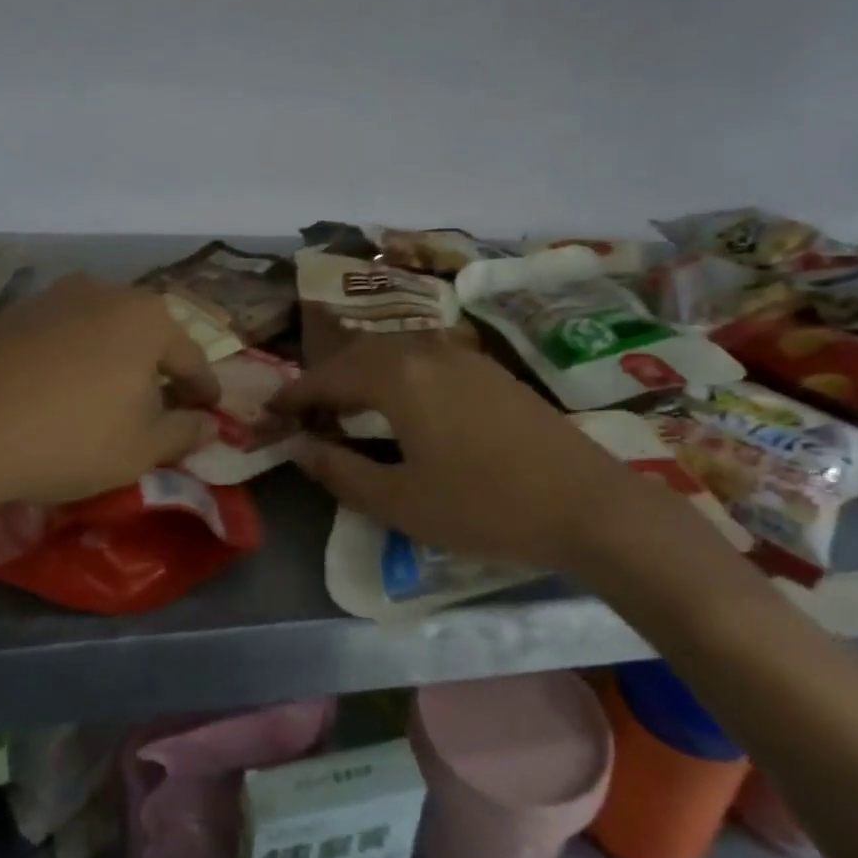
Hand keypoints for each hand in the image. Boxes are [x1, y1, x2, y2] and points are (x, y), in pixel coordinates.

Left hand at [0, 275, 220, 573]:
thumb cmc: (69, 436)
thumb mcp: (142, 448)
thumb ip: (186, 432)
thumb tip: (210, 423)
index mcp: (149, 317)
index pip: (192, 359)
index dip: (204, 391)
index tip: (208, 413)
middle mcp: (104, 293)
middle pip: (147, 338)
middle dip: (157, 374)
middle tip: (159, 411)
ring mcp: (51, 298)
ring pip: (101, 335)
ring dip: (113, 367)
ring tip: (106, 406)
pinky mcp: (8, 314)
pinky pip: (60, 340)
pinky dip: (72, 366)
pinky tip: (56, 397)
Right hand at [271, 334, 723, 577]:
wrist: (587, 504)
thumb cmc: (485, 507)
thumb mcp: (400, 501)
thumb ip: (340, 472)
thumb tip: (299, 448)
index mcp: (398, 376)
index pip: (329, 376)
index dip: (294, 395)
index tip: (269, 414)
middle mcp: (427, 350)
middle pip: (360, 354)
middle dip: (326, 380)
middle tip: (304, 413)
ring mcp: (464, 356)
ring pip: (394, 351)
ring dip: (362, 373)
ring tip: (346, 407)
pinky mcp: (490, 370)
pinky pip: (424, 358)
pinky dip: (396, 374)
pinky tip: (401, 403)